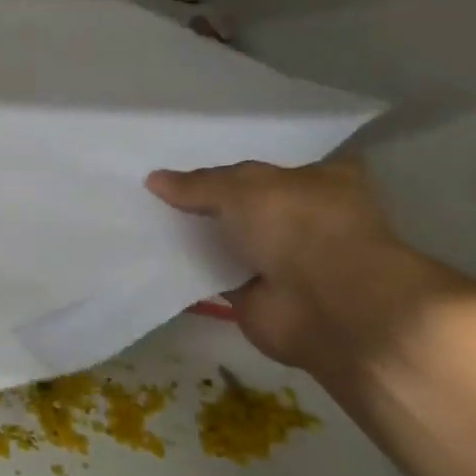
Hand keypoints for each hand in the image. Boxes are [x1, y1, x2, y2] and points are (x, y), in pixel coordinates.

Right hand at [147, 160, 423, 375]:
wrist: (329, 305)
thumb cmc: (298, 225)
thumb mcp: (240, 188)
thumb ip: (197, 185)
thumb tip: (153, 179)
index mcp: (320, 180)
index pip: (269, 169)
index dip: (228, 169)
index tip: (186, 171)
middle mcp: (306, 218)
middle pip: (245, 205)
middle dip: (208, 203)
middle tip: (157, 195)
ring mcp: (287, 260)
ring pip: (230, 241)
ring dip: (198, 237)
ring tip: (146, 221)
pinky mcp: (262, 296)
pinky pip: (217, 276)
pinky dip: (193, 270)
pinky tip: (156, 257)